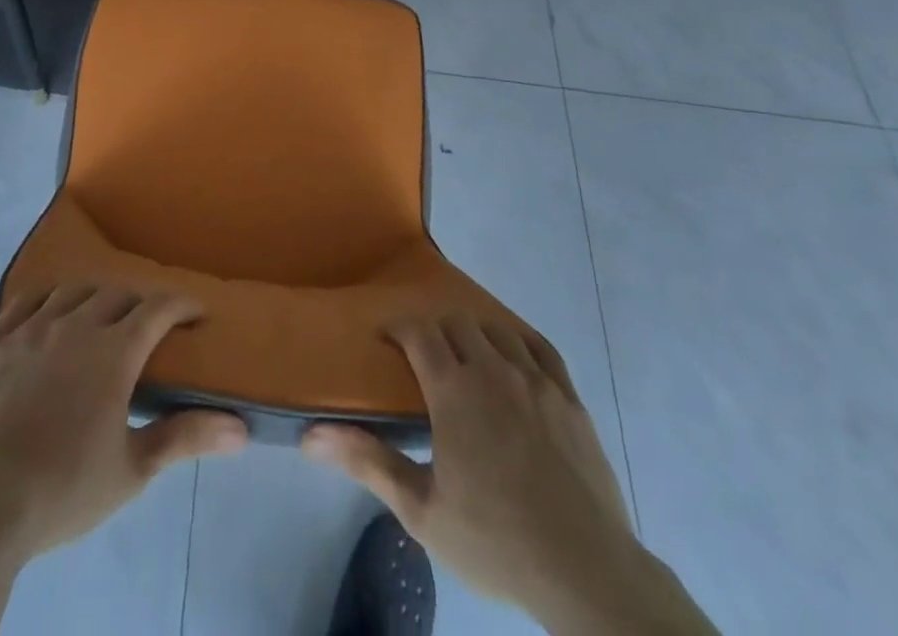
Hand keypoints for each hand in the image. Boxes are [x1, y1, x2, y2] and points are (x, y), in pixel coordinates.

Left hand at [0, 285, 249, 562]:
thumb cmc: (63, 490)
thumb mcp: (132, 470)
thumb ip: (185, 437)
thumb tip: (240, 428)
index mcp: (113, 352)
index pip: (158, 309)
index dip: (182, 305)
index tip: (196, 312)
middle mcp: (75, 325)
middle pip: (117, 293)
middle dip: (140, 302)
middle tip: (148, 325)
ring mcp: (30, 328)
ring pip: (73, 291)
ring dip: (95, 296)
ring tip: (100, 315)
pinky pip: (26, 300)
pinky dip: (47, 298)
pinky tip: (50, 312)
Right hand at [304, 316, 709, 633]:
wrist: (586, 573)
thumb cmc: (495, 541)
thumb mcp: (422, 511)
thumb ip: (368, 462)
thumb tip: (311, 435)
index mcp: (454, 390)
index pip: (419, 332)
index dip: (399, 327)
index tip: (386, 339)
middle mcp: (493, 370)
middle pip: (456, 323)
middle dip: (434, 329)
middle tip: (422, 355)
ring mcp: (535, 380)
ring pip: (496, 330)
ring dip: (474, 332)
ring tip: (465, 354)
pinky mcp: (569, 397)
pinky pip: (541, 347)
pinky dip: (518, 339)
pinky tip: (512, 352)